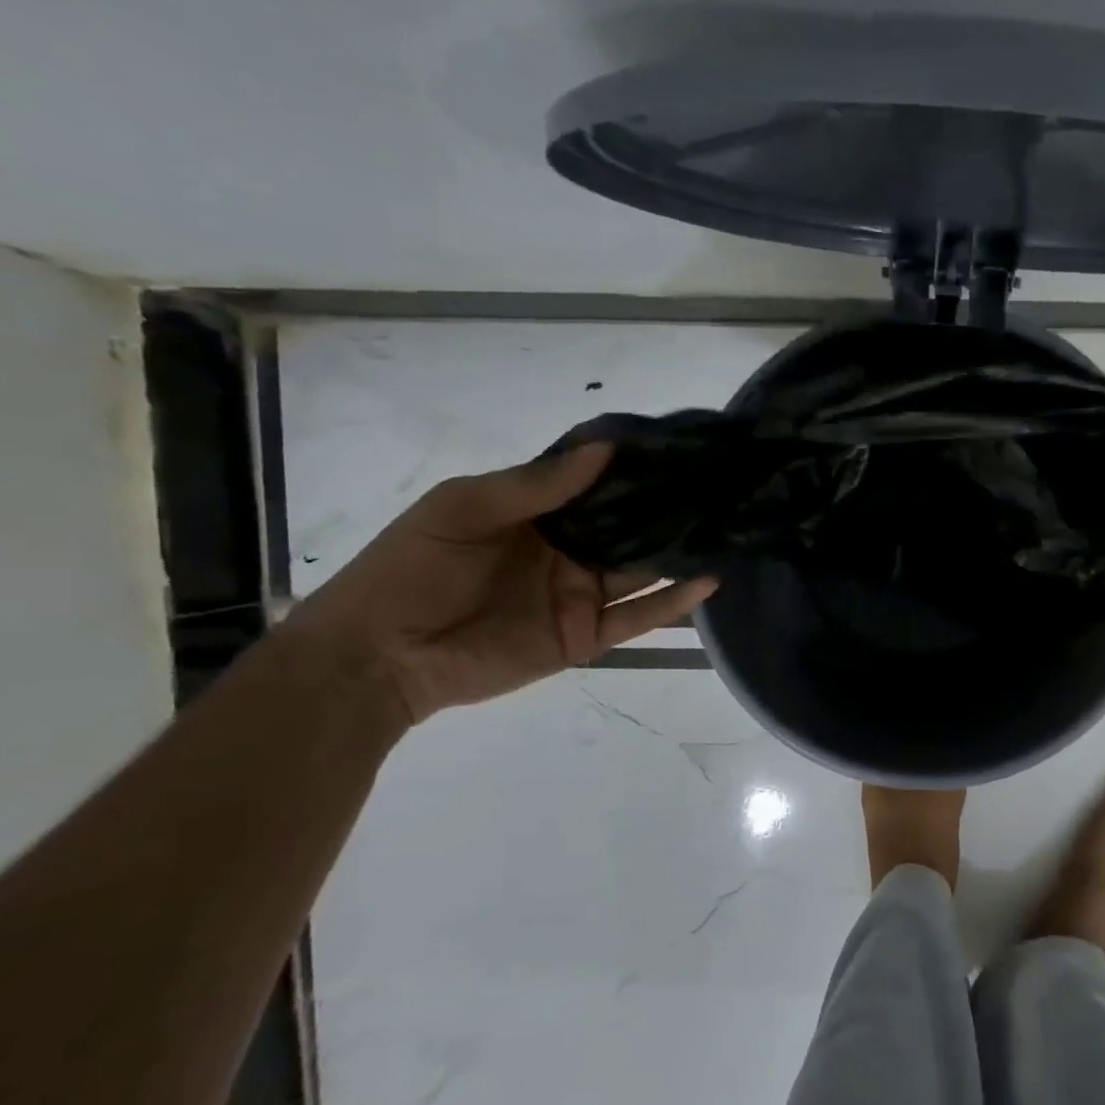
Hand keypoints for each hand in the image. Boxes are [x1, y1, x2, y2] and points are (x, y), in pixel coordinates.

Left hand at [287, 444, 715, 724]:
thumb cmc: (412, 570)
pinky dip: (672, 602)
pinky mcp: (586, 635)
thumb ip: (536, 485)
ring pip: (641, 569)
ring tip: (724, 528)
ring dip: (678, 552)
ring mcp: (579, 594)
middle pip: (626, 526)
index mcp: (535, 514)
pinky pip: (637, 616)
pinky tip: (706, 581)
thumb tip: (605, 449)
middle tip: (717, 487)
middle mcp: (566, 550)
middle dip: (666, 509)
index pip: (594, 485)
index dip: (630, 468)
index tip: (676, 448)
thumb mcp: (464, 509)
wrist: (381, 656)